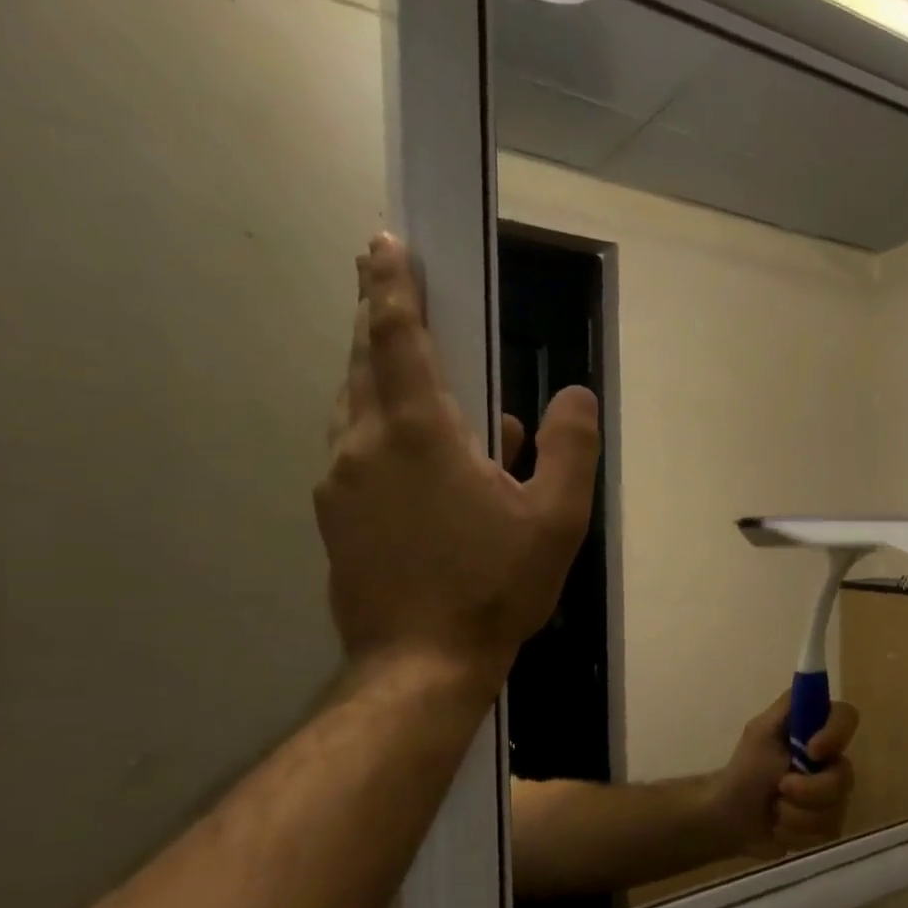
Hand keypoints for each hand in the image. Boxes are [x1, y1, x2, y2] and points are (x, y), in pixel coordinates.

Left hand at [316, 235, 600, 692]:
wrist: (421, 663)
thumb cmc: (496, 586)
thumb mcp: (557, 518)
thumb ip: (569, 448)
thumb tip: (573, 395)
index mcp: (419, 435)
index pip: (399, 340)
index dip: (392, 287)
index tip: (383, 244)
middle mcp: (365, 445)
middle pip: (365, 361)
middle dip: (376, 316)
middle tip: (383, 280)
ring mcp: (340, 481)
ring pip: (353, 403)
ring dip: (375, 369)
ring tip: (403, 358)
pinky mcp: (335, 514)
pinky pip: (354, 445)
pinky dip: (378, 421)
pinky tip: (417, 445)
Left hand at [712, 692, 859, 859]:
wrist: (730, 818)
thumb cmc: (745, 769)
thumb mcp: (761, 731)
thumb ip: (789, 706)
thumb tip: (814, 685)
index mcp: (817, 731)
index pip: (848, 717)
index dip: (836, 734)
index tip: (812, 750)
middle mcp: (832, 760)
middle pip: (845, 775)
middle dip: (809, 790)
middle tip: (779, 789)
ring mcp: (834, 795)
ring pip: (836, 808)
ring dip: (797, 814)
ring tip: (775, 811)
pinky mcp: (829, 825)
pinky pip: (827, 832)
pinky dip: (798, 833)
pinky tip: (781, 828)